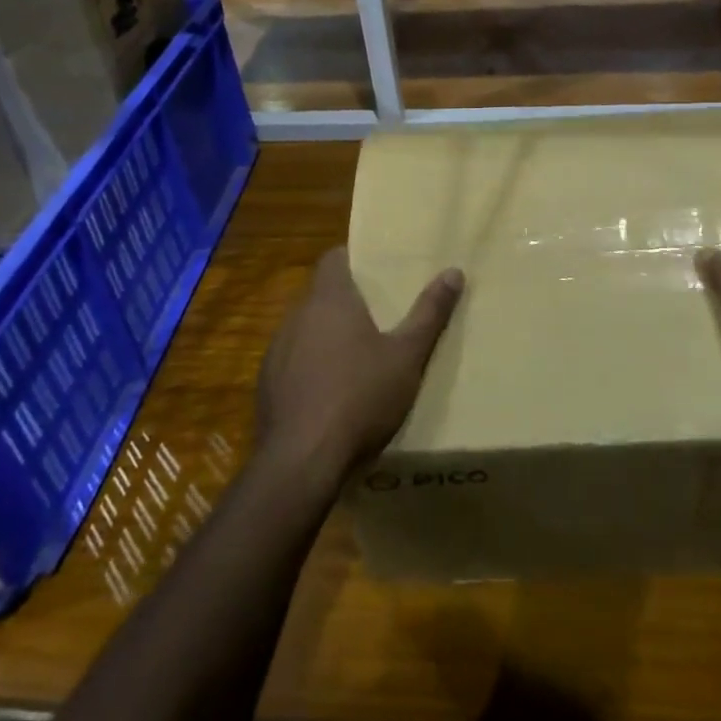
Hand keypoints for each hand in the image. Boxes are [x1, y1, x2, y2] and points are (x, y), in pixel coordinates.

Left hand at [256, 248, 463, 485]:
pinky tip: (331, 394)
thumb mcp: (407, 356)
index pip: (333, 258)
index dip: (353, 259)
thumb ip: (429, 313)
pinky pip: (292, 362)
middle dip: (346, 302)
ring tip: (358, 357)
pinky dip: (310, 368)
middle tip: (379, 315)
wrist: (301, 461)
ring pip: (305, 329)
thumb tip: (454, 271)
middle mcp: (297, 316)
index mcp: (330, 299)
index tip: (376, 271)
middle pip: (321, 294)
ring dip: (327, 336)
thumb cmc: (360, 397)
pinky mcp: (266, 385)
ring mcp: (276, 351)